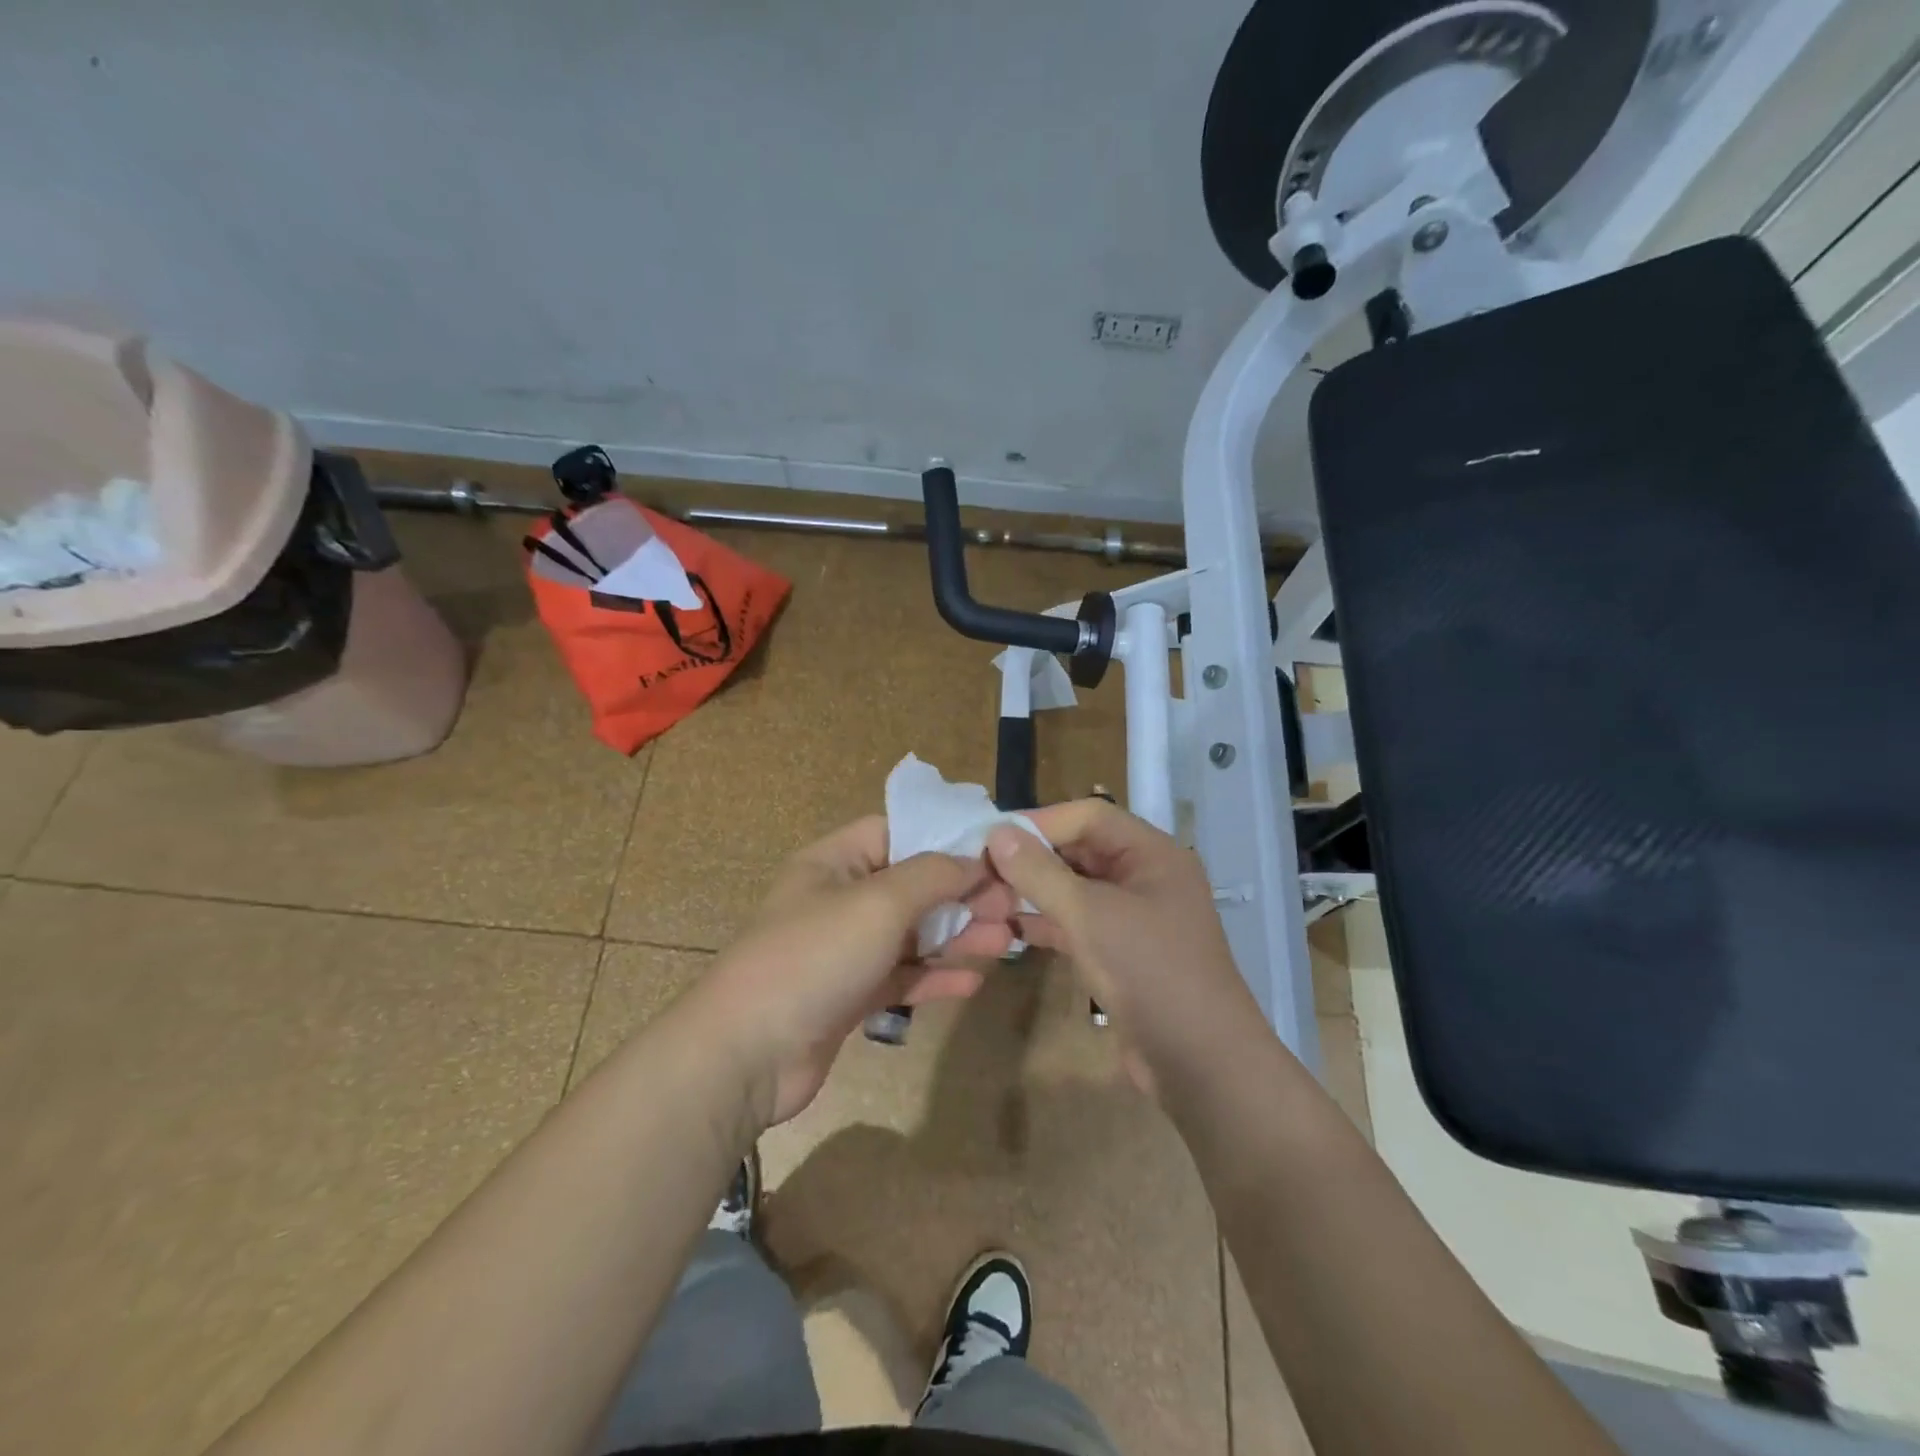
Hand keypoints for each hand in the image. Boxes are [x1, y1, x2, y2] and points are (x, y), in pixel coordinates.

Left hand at [692, 816, 1015, 1128]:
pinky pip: (902, 976)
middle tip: (1013, 905)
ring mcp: (845, 951)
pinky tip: (972, 981)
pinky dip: (935, 975)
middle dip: (962, 894)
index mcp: (834, 863)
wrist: (746, 1054)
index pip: (896, 832)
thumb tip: (975, 860)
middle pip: (912, 886)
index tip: (995, 851)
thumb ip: (932, 876)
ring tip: (1007, 941)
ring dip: (957, 936)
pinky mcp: (850, 996)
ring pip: (912, 934)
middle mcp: (840, 900)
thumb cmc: (813, 957)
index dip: (945, 838)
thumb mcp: (878, 903)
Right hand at [985, 799, 1263, 1095]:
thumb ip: (1040, 872)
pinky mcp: (1123, 953)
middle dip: (1034, 858)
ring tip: (989, 898)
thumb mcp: (1090, 915)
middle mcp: (1146, 877)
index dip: (1041, 822)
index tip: (992, 838)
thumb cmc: (1150, 972)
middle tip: (984, 870)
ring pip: (1077, 889)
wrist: (1201, 1064)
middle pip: (1082, 850)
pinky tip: (1012, 930)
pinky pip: (1080, 923)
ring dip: (1037, 891)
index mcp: (1152, 854)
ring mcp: (1135, 917)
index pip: (1089, 816)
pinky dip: (1049, 922)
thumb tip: (997, 833)